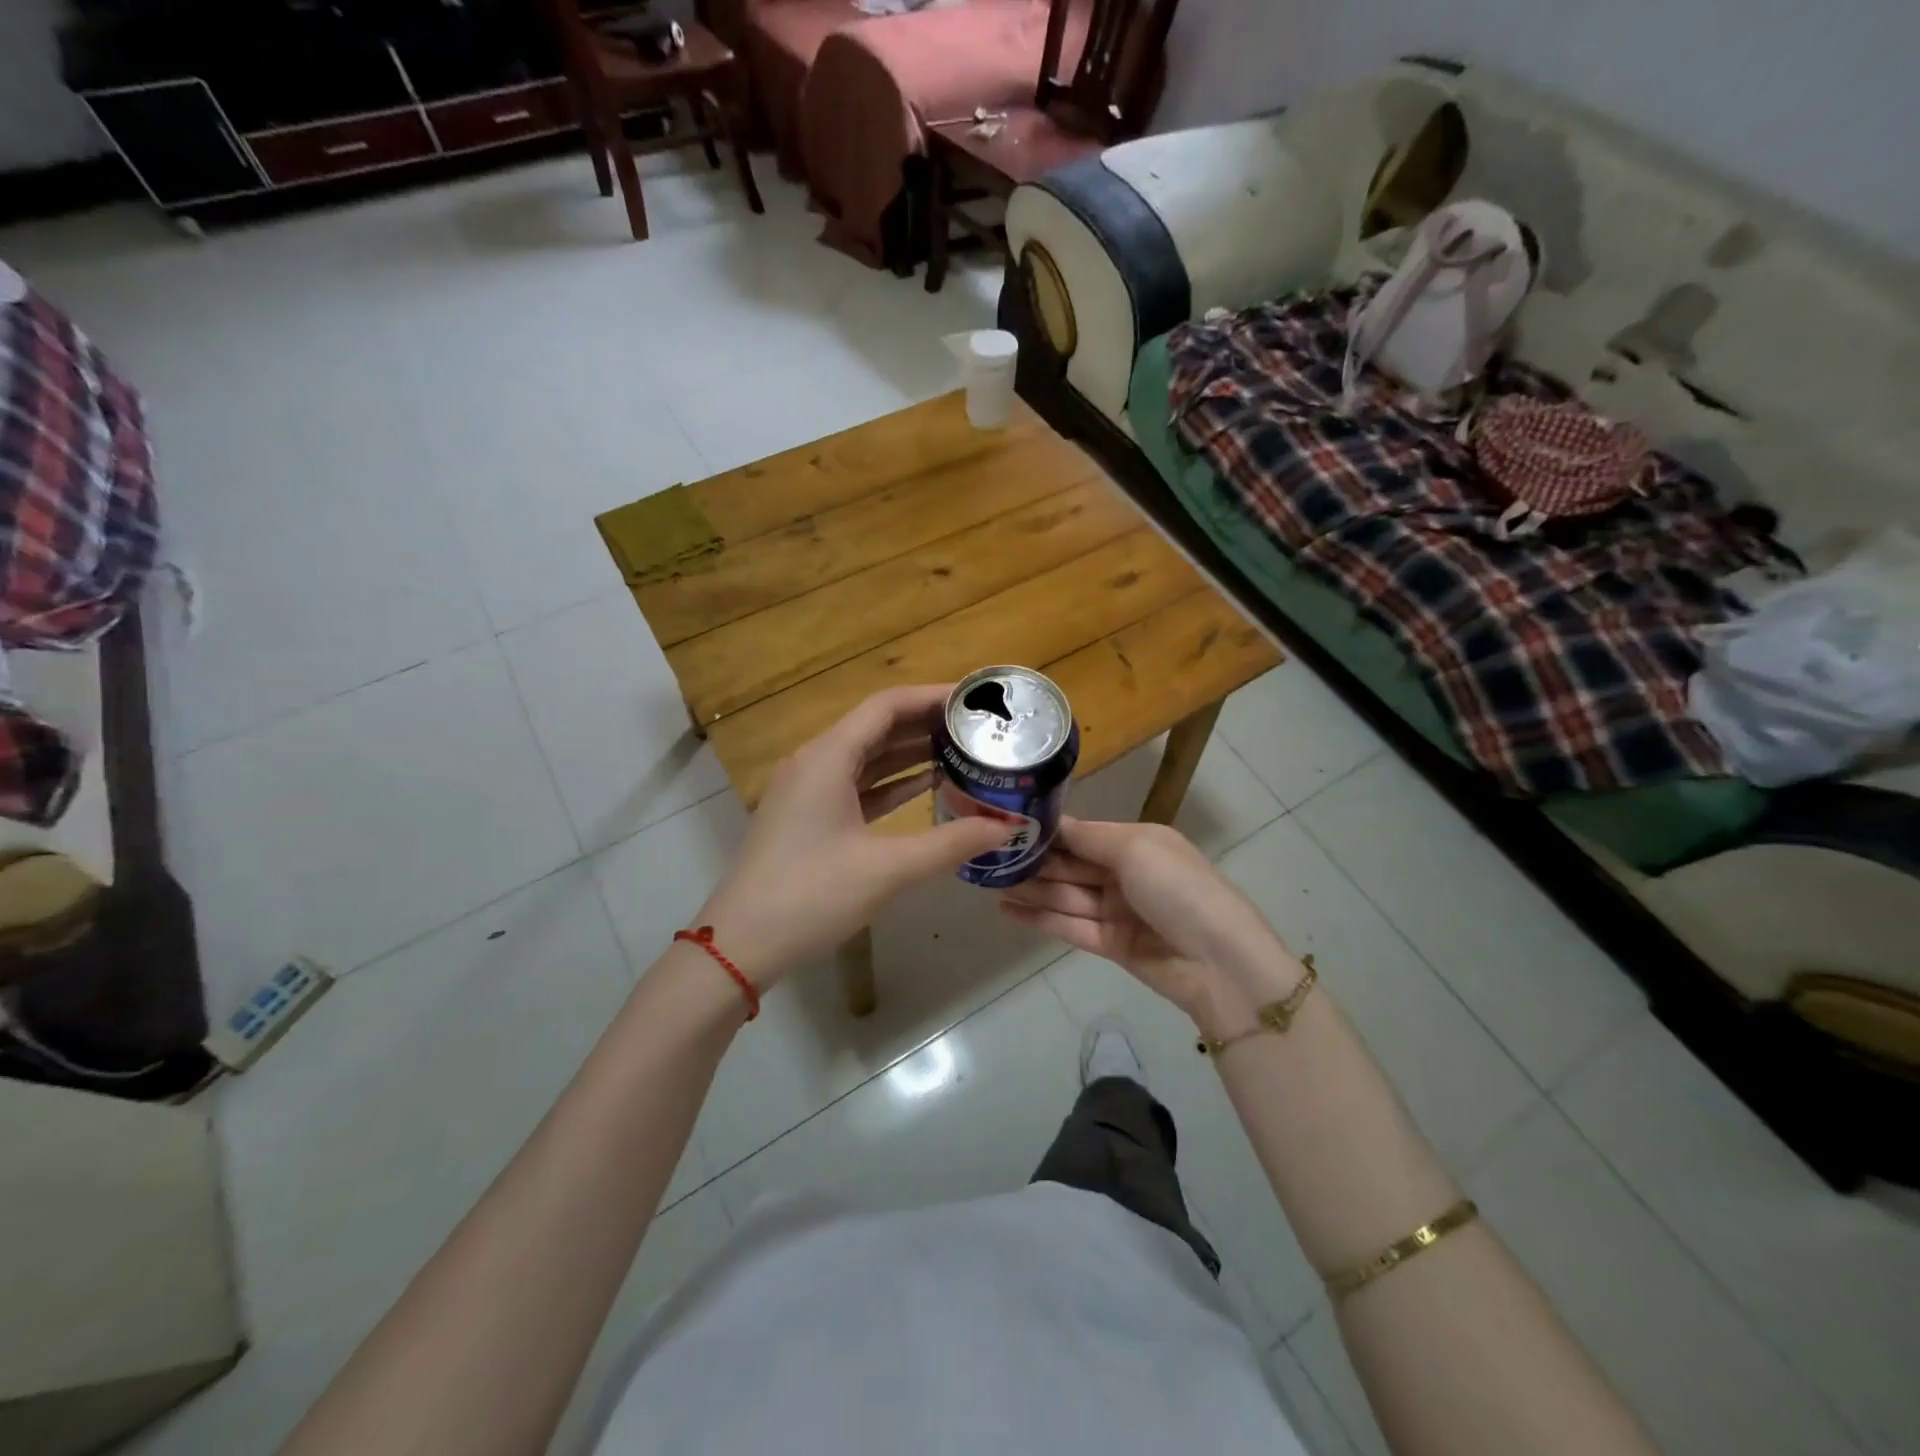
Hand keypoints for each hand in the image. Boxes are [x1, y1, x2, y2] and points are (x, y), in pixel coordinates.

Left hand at [695, 685, 1010, 988]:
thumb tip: (1008, 827)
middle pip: (877, 727)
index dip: (932, 697)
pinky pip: (858, 785)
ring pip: (868, 757)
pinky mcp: (809, 817)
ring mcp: (809, 791)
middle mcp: (816, 762)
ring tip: (963, 751)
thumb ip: (950, 844)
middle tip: (978, 728)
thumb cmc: (810, 896)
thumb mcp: (887, 869)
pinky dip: (892, 783)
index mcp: (827, 758)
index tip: (975, 701)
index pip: (886, 706)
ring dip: (911, 753)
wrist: (739, 947)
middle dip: (927, 724)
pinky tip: (928, 786)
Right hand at [999, 818, 1284, 1017]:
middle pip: (1071, 865)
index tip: (1007, 826)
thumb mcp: (1136, 848)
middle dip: (1034, 861)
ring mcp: (1118, 911)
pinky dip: (1039, 918)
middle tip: (988, 857)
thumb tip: (1054, 822)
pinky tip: (1007, 910)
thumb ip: (1089, 836)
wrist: (1219, 963)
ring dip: (1030, 889)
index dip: (1048, 832)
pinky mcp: (1111, 945)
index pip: (1083, 833)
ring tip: (989, 882)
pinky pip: (1069, 926)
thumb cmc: (1178, 890)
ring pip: (1065, 896)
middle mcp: (1126, 873)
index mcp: (1138, 843)